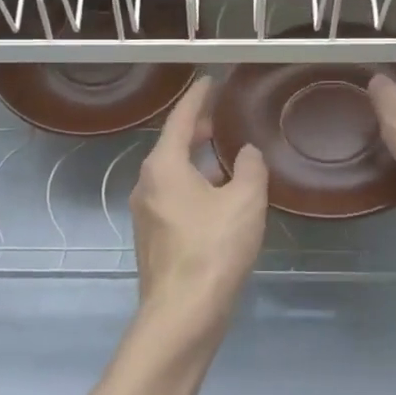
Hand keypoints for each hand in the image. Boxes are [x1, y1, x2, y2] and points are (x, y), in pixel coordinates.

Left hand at [130, 77, 267, 339]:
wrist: (183, 313)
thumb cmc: (213, 249)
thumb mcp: (244, 201)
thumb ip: (250, 169)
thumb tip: (246, 153)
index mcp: (163, 166)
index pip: (179, 119)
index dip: (196, 97)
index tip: (208, 81)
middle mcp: (146, 183)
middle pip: (171, 145)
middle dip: (195, 129)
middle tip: (220, 118)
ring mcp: (145, 212)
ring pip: (172, 173)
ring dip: (195, 160)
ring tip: (224, 157)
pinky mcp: (153, 237)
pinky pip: (173, 196)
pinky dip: (193, 185)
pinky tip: (217, 197)